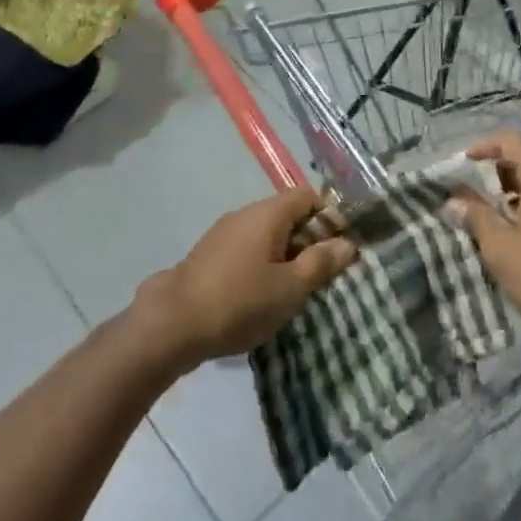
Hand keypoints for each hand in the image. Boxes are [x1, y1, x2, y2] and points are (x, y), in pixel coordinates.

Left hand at [134, 188, 358, 369]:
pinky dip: (263, 262)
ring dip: (286, 253)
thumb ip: (321, 263)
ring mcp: (224, 232)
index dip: (331, 216)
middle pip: (288, 213)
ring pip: (267, 233)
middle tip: (324, 272)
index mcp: (268, 213)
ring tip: (297, 287)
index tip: (342, 246)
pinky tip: (264, 293)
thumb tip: (348, 243)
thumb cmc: (240, 302)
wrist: (173, 324)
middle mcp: (246, 213)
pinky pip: (248, 248)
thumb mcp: (290, 288)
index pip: (309, 196)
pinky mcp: (210, 254)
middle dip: (310, 239)